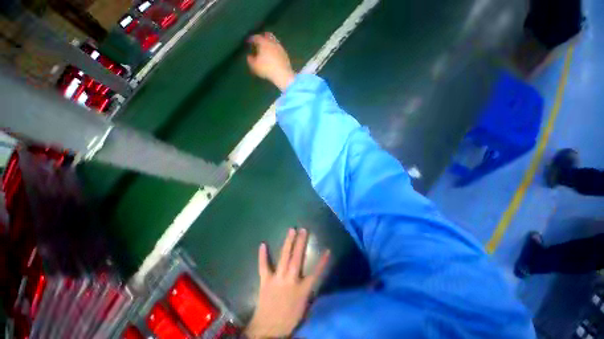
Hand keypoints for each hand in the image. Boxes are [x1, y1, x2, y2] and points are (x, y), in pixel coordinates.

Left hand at [244, 228, 329, 337]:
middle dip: (301, 243)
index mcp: (302, 289)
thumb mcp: (303, 306)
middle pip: (298, 258)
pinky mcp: (265, 280)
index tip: (327, 250)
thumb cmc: (288, 318)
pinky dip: (263, 255)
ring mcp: (277, 278)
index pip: (316, 273)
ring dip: (288, 243)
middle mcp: (290, 280)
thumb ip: (307, 289)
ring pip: (284, 257)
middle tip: (303, 229)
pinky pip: (263, 266)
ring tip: (291, 230)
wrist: (268, 330)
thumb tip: (311, 277)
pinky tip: (262, 244)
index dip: (322, 262)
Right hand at [247, 32, 295, 90]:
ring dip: (270, 44)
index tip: (249, 41)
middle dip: (262, 37)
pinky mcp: (285, 54)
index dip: (251, 39)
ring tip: (267, 49)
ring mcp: (280, 48)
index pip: (256, 37)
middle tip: (259, 42)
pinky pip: (279, 49)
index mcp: (263, 42)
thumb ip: (250, 60)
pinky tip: (274, 56)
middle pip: (267, 36)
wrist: (283, 74)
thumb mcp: (255, 66)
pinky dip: (275, 50)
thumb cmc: (267, 69)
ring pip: (274, 42)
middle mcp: (272, 42)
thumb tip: (249, 56)